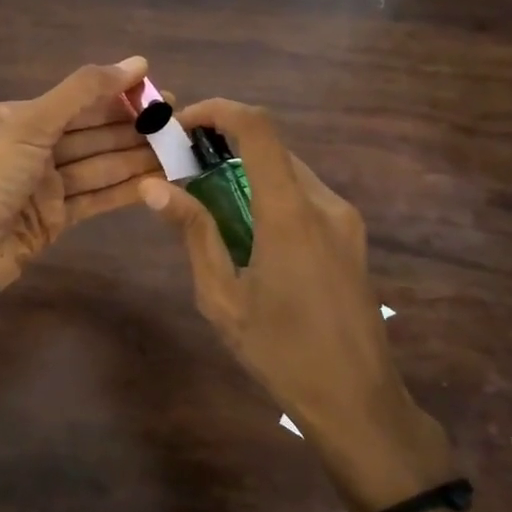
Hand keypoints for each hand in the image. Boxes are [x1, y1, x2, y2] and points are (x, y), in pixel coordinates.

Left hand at [0, 57, 158, 287]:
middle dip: (135, 129)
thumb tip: (136, 62)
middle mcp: (34, 148)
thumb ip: (83, 92)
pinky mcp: (57, 218)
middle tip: (180, 125)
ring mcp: (47, 185)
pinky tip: (158, 182)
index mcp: (22, 118)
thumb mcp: (32, 123)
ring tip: (179, 152)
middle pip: (94, 134)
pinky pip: (97, 197)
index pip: (80, 102)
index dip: (121, 97)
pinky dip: (125, 190)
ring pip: (100, 166)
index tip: (161, 94)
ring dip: (137, 159)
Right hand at [138, 98, 455, 511]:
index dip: (217, 111)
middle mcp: (325, 204)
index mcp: (290, 214)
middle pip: (271, 148)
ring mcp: (344, 220)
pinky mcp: (351, 237)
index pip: (258, 129)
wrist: (358, 400)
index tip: (180, 124)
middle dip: (223, 146)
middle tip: (180, 170)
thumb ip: (193, 234)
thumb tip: (153, 187)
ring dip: (245, 172)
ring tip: (205, 203)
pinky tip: (244, 232)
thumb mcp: (222, 297)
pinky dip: (267, 194)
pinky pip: (303, 197)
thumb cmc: (281, 352)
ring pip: (287, 171)